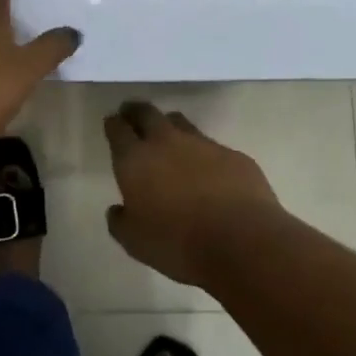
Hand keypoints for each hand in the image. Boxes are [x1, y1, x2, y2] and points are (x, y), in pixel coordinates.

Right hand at [102, 101, 280, 285]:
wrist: (242, 242)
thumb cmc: (178, 244)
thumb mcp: (135, 243)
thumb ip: (120, 222)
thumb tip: (118, 210)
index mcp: (136, 160)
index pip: (118, 129)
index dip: (113, 124)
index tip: (113, 123)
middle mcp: (167, 142)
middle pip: (147, 113)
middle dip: (137, 112)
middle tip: (133, 115)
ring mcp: (203, 144)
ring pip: (180, 123)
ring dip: (170, 126)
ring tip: (169, 137)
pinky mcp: (233, 155)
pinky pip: (212, 146)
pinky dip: (204, 154)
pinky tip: (208, 171)